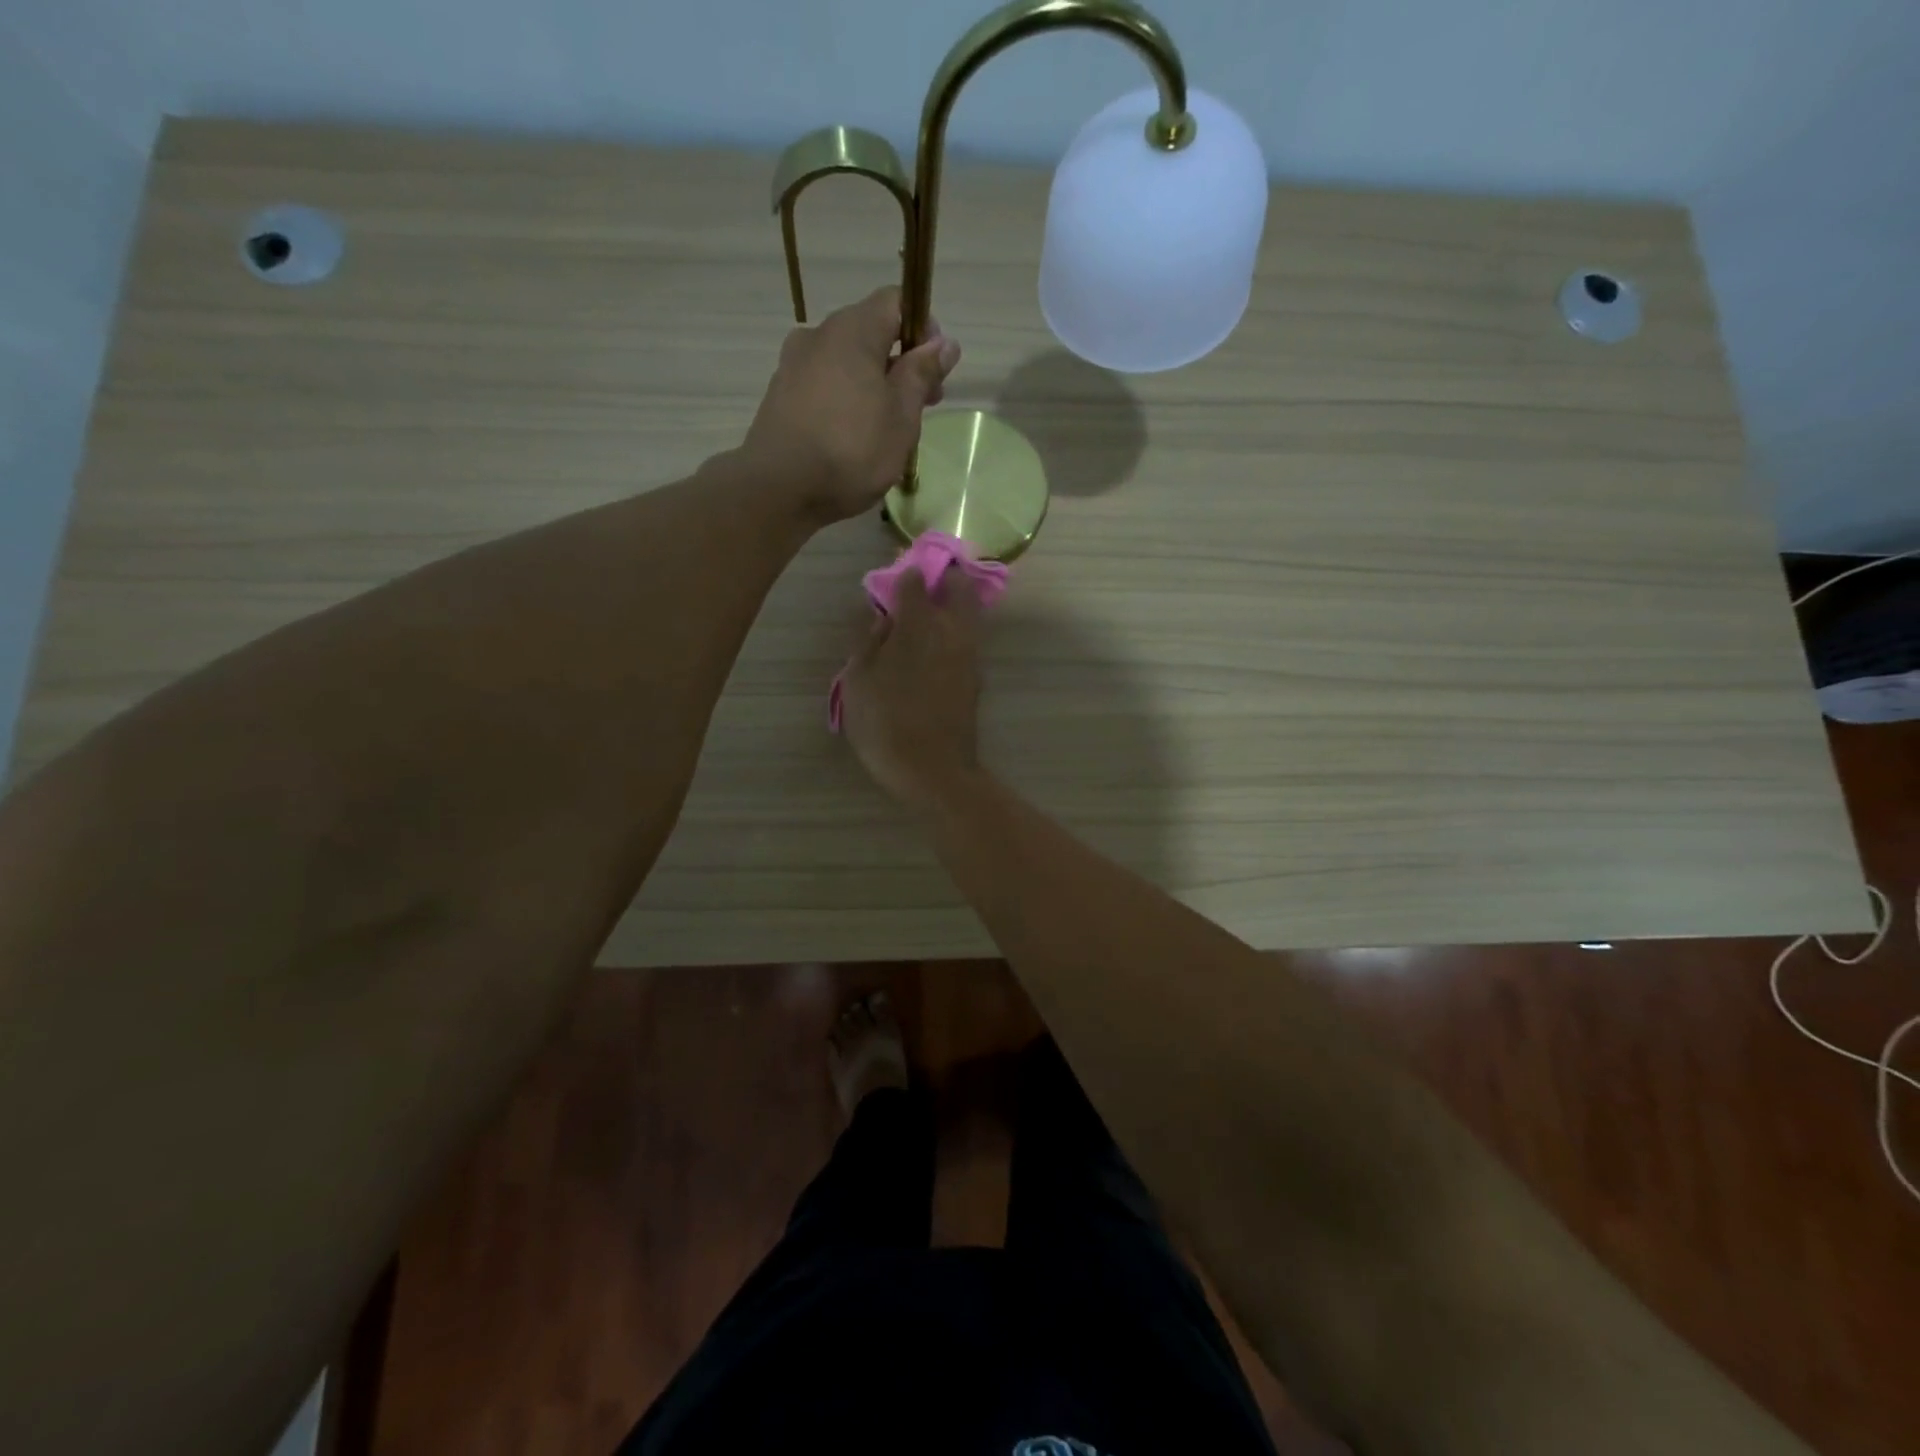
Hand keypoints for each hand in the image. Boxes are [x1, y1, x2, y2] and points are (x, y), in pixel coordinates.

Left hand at [742, 286, 960, 524]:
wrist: (779, 489)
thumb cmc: (852, 449)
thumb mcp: (902, 415)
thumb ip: (921, 374)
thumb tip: (944, 342)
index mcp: (853, 330)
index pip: (894, 302)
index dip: (922, 328)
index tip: (936, 368)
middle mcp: (819, 336)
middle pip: (870, 333)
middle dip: (900, 363)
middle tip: (922, 406)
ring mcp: (794, 366)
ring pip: (846, 363)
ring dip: (873, 385)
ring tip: (889, 429)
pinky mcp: (780, 397)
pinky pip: (824, 386)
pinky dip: (846, 401)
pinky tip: (854, 438)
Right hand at [839, 566, 982, 811]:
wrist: (934, 771)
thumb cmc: (885, 725)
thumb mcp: (858, 682)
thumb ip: (868, 642)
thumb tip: (882, 617)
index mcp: (919, 624)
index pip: (915, 581)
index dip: (904, 575)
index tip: (893, 579)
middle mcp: (951, 630)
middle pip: (959, 585)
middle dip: (943, 578)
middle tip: (920, 590)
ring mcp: (970, 653)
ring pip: (969, 610)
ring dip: (952, 604)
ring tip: (925, 618)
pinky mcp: (976, 675)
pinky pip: (969, 637)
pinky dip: (955, 631)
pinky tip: (934, 647)